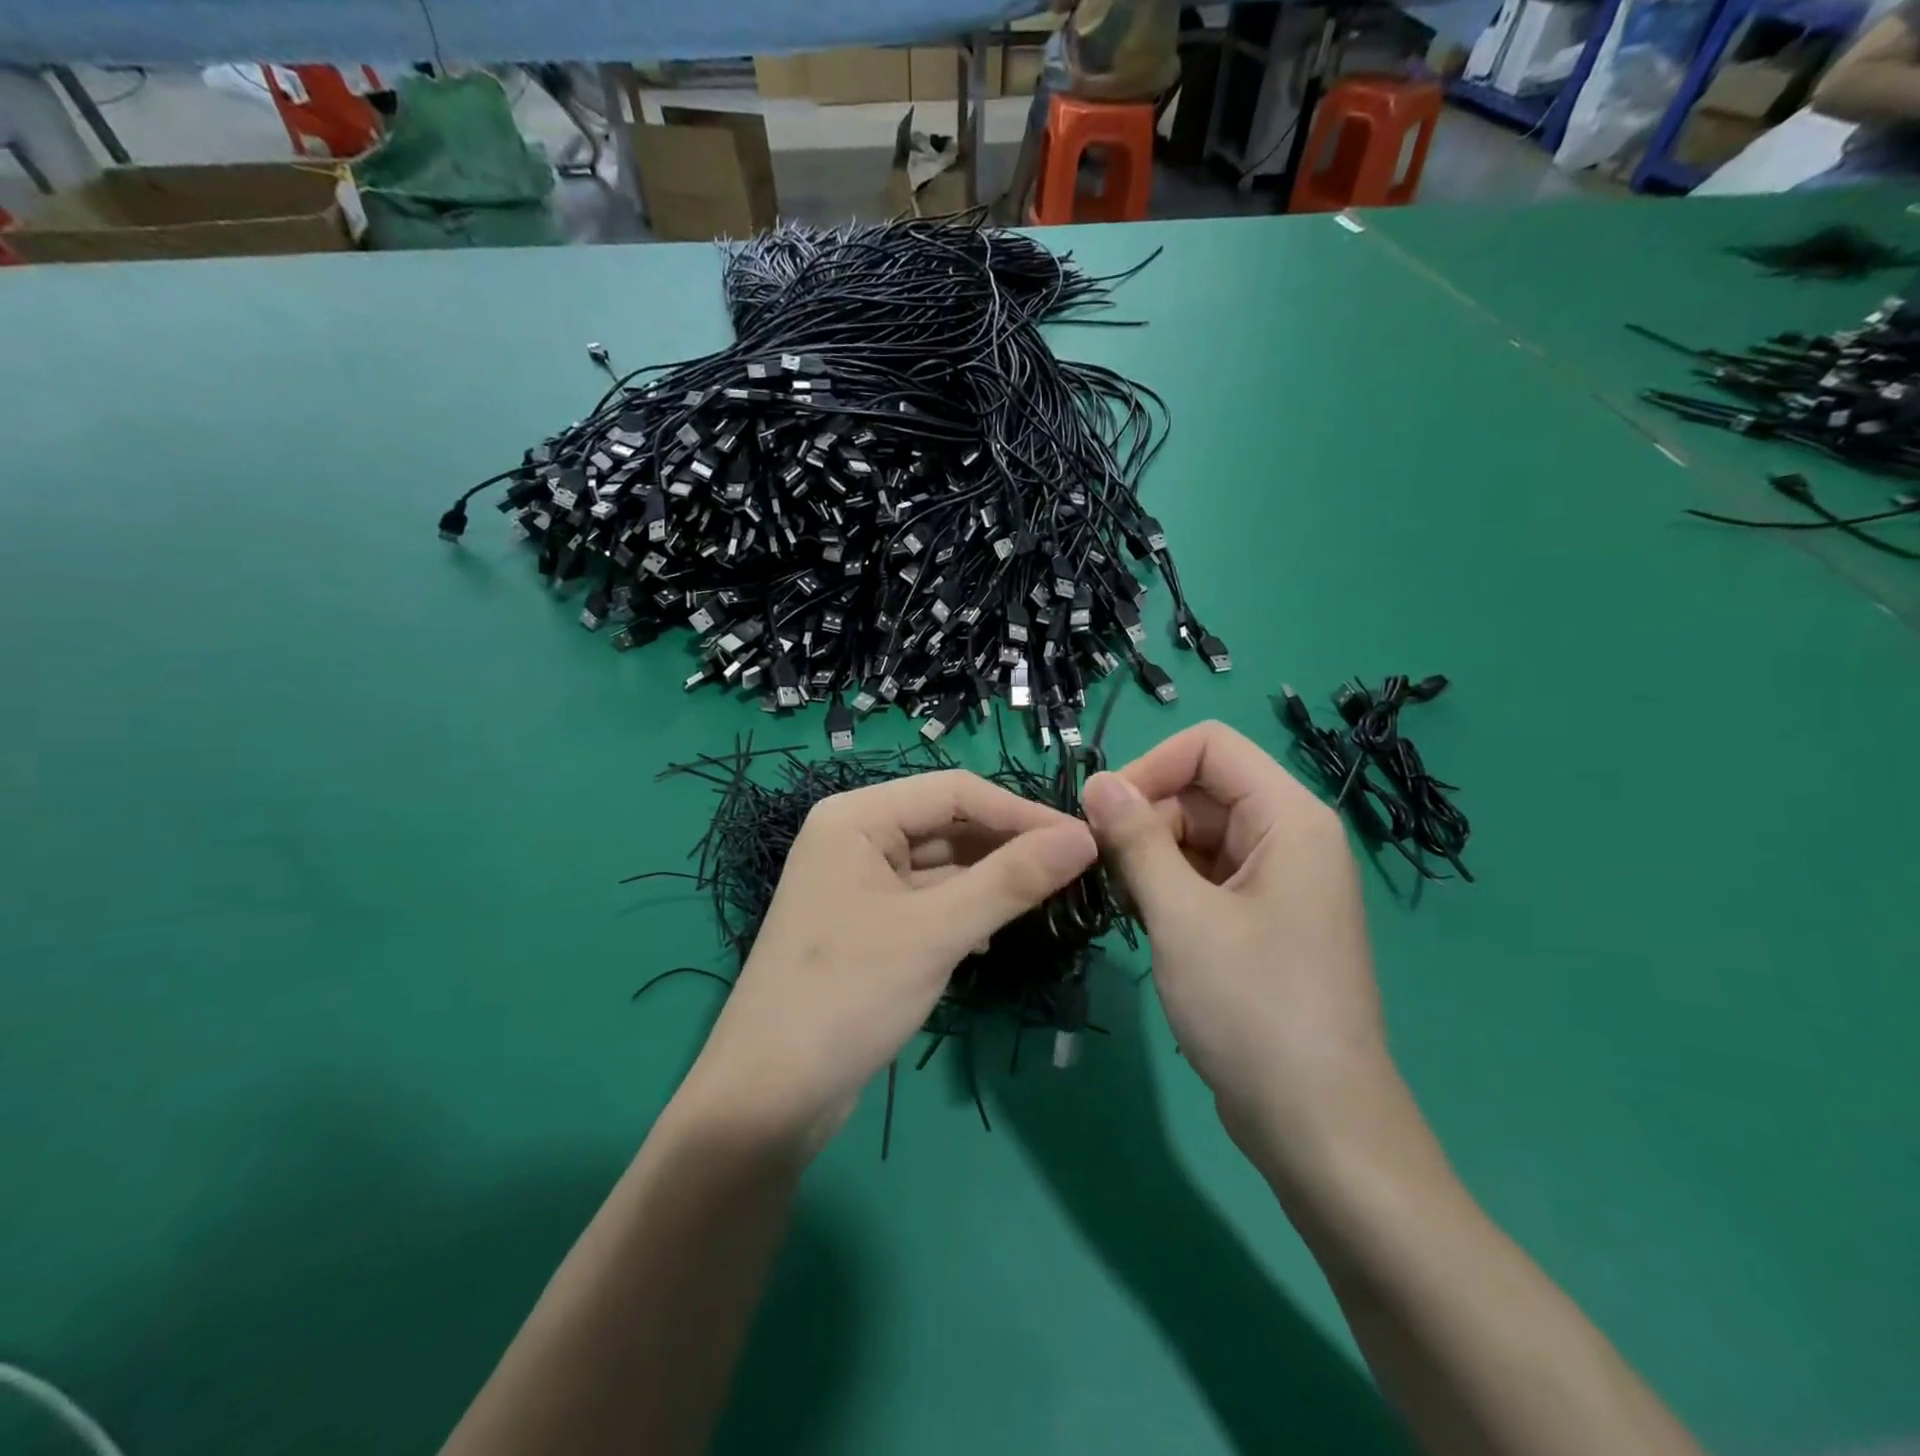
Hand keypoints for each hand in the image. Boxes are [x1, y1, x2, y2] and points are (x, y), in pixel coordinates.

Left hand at [675, 770, 1097, 1155]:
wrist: (768, 1100)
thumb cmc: (846, 997)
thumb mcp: (934, 933)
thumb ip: (1010, 881)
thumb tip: (1084, 838)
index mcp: (857, 817)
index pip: (955, 792)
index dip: (1021, 813)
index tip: (1085, 840)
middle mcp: (856, 838)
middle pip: (949, 824)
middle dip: (1010, 846)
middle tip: (1078, 870)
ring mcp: (861, 883)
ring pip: (944, 864)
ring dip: (994, 879)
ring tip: (1055, 896)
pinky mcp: (870, 924)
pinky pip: (931, 900)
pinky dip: (969, 909)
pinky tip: (1001, 931)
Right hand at [1081, 723, 1395, 1166]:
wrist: (1318, 1126)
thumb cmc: (1253, 1010)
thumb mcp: (1182, 916)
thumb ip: (1136, 840)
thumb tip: (1097, 781)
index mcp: (1289, 818)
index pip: (1209, 747)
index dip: (1149, 767)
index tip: (1099, 816)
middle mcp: (1289, 837)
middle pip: (1200, 790)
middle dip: (1144, 819)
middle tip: (1102, 871)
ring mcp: (1277, 880)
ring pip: (1196, 834)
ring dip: (1150, 857)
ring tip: (1125, 905)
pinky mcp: (1263, 918)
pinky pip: (1205, 874)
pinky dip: (1168, 887)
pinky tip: (1146, 923)